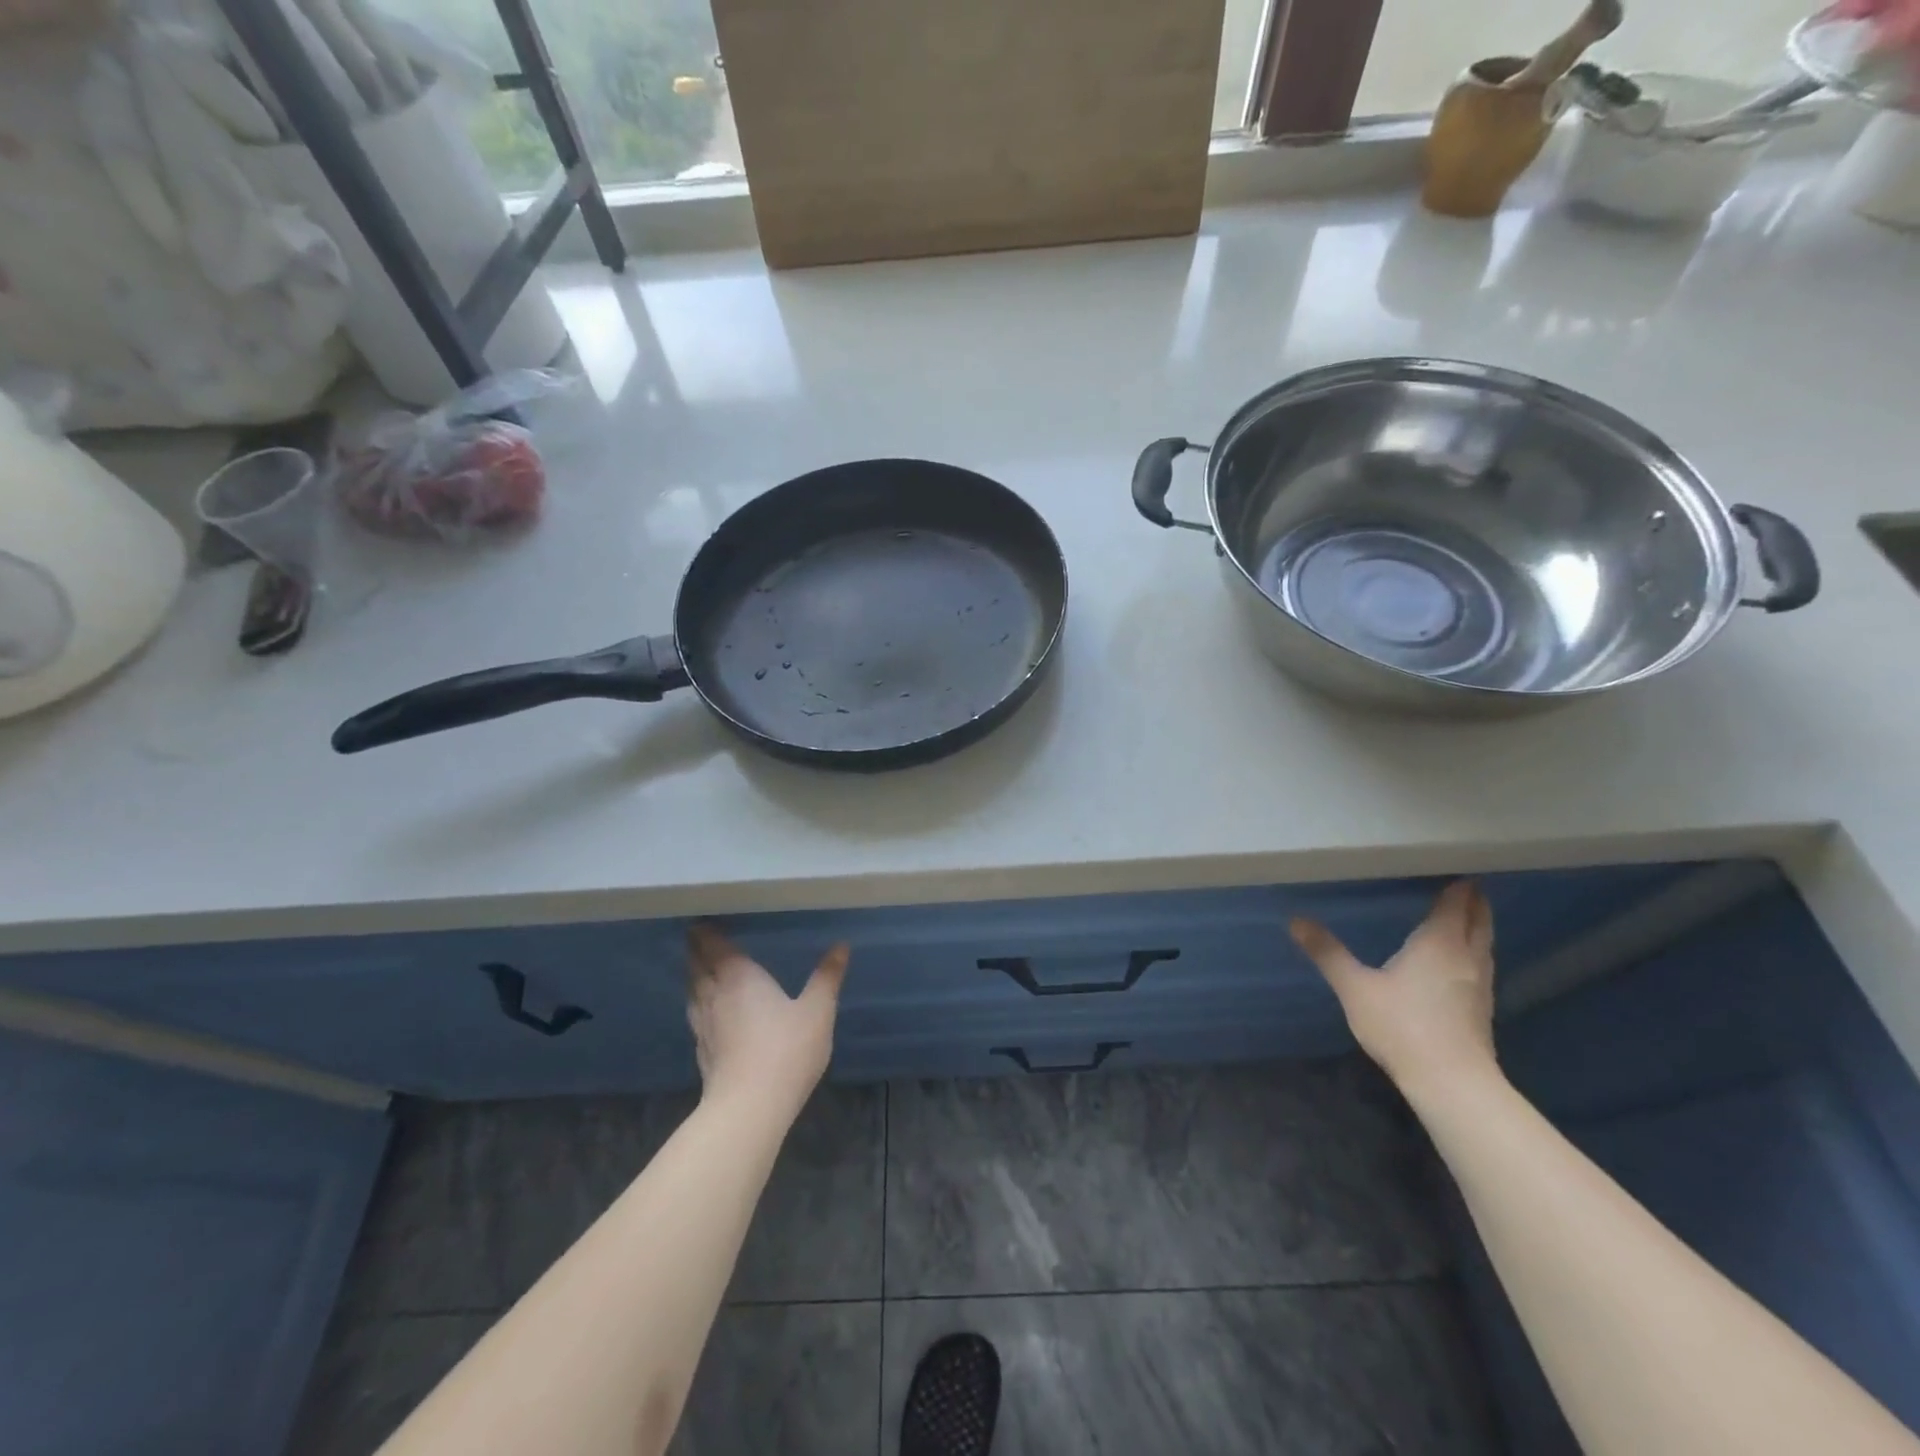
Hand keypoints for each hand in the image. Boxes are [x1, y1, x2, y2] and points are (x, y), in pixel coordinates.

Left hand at [686, 924, 848, 1116]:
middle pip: (698, 967)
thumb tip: (841, 945)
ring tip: (700, 969)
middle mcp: (715, 995)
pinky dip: (698, 1004)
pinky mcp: (702, 1052)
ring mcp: (703, 1026)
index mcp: (739, 977)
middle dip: (696, 950)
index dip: (706, 933)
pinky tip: (706, 1012)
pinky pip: (695, 1016)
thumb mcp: (817, 1010)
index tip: (700, 921)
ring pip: (693, 992)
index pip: (715, 947)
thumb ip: (827, 976)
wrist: (749, 1107)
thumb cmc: (786, 1049)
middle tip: (697, 937)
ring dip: (694, 977)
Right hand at [1289, 880, 1498, 1099]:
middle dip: (1472, 900)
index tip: (1452, 866)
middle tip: (1460, 883)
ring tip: (1460, 915)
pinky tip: (1456, 960)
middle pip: (1479, 919)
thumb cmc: (1402, 1025)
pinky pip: (1481, 963)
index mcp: (1440, 942)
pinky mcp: (1482, 1007)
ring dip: (1476, 925)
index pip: (1456, 902)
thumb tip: (1295, 920)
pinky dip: (1472, 950)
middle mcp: (1467, 956)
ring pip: (1484, 942)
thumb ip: (1327, 952)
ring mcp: (1480, 983)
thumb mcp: (1355, 987)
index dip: (1458, 883)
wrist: (1451, 1082)